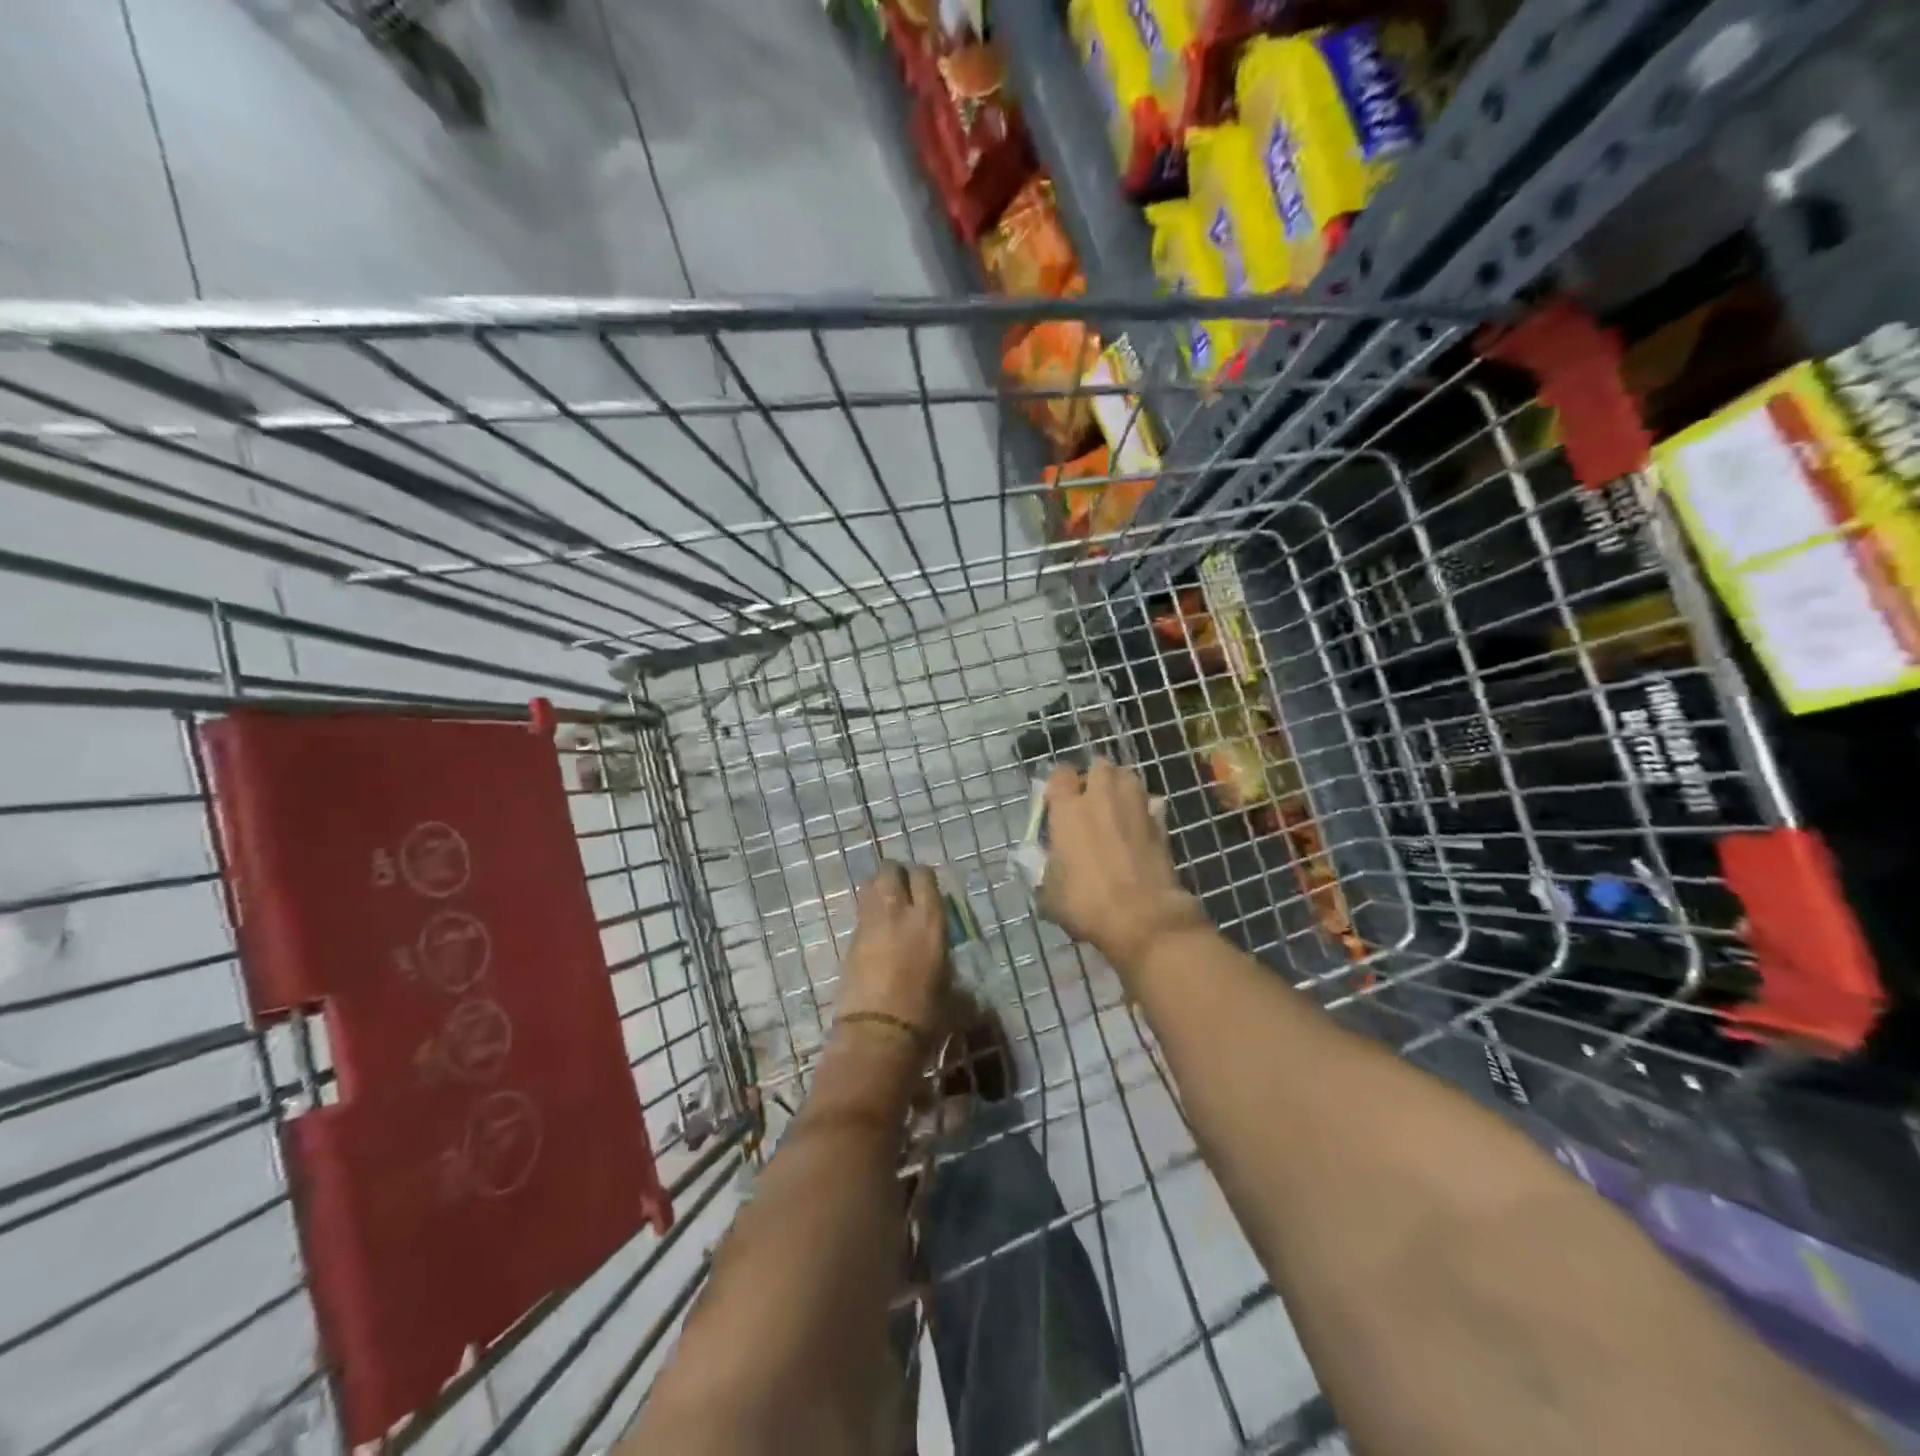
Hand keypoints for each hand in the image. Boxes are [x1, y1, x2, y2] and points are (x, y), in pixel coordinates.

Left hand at [837, 862, 951, 1046]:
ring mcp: (870, 923)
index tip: (926, 888)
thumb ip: (958, 983)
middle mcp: (899, 911)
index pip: (924, 875)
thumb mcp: (954, 997)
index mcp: (930, 919)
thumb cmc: (925, 1015)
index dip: (923, 877)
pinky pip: (860, 913)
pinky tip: (875, 932)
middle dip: (896, 874)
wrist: (878, 1034)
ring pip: (870, 885)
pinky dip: (867, 914)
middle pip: (890, 870)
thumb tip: (968, 993)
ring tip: (886, 904)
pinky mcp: (850, 940)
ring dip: (878, 889)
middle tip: (903, 889)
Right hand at [1040, 759, 1209, 979]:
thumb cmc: (1086, 902)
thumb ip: (1045, 867)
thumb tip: (1048, 860)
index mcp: (1068, 809)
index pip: (1060, 773)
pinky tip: (1139, 827)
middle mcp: (1102, 798)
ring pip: (1128, 777)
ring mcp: (1135, 807)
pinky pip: (1151, 804)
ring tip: (1115, 807)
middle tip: (1088, 800)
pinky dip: (1144, 810)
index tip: (1056, 800)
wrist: (1144, 917)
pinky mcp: (1161, 824)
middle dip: (1094, 777)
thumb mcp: (1049, 891)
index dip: (1058, 784)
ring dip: (1120, 786)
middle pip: (1099, 765)